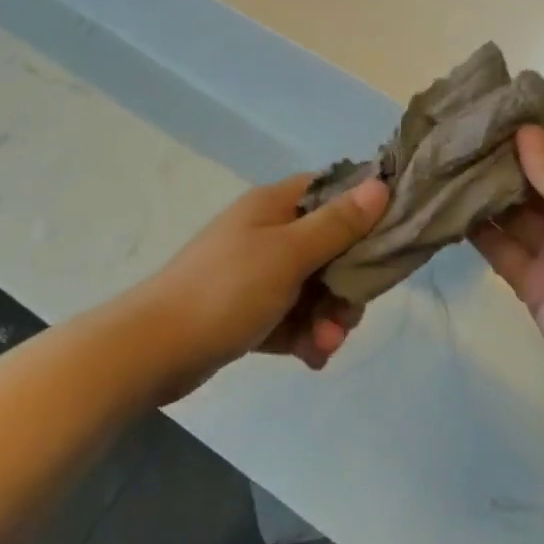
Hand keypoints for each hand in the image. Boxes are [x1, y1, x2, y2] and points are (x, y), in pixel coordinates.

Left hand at [136, 172, 389, 397]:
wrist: (155, 350)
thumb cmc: (226, 290)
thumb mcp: (289, 254)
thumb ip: (337, 224)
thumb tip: (381, 184)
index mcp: (275, 206)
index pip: (332, 192)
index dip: (363, 212)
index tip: (387, 243)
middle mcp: (268, 233)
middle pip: (331, 248)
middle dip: (346, 286)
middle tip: (347, 317)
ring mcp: (257, 273)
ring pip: (315, 288)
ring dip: (327, 318)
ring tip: (323, 346)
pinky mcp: (249, 310)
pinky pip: (292, 316)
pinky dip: (305, 335)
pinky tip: (310, 358)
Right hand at [473, 127, 543, 409]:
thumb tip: (524, 130)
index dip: (536, 132)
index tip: (492, 110)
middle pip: (537, 181)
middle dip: (502, 161)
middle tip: (455, 135)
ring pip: (515, 214)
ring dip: (485, 194)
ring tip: (442, 166)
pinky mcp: (533, 283)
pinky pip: (502, 249)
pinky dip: (478, 233)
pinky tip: (446, 210)